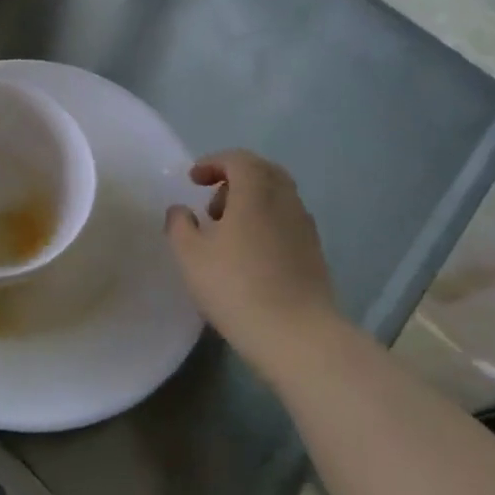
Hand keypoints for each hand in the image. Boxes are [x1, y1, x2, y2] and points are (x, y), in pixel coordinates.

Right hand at [166, 150, 335, 373]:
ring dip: (252, 201)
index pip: (239, 159)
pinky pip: (287, 220)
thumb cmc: (237, 288)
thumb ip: (179, 225)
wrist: (298, 335)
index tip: (193, 180)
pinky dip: (267, 222)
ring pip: (278, 197)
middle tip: (212, 202)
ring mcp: (305, 227)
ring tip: (228, 232)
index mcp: (256, 192)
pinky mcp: (314, 252)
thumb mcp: (190, 256)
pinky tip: (251, 253)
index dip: (213, 163)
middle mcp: (285, 201)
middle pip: (264, 172)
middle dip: (235, 178)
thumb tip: (181, 210)